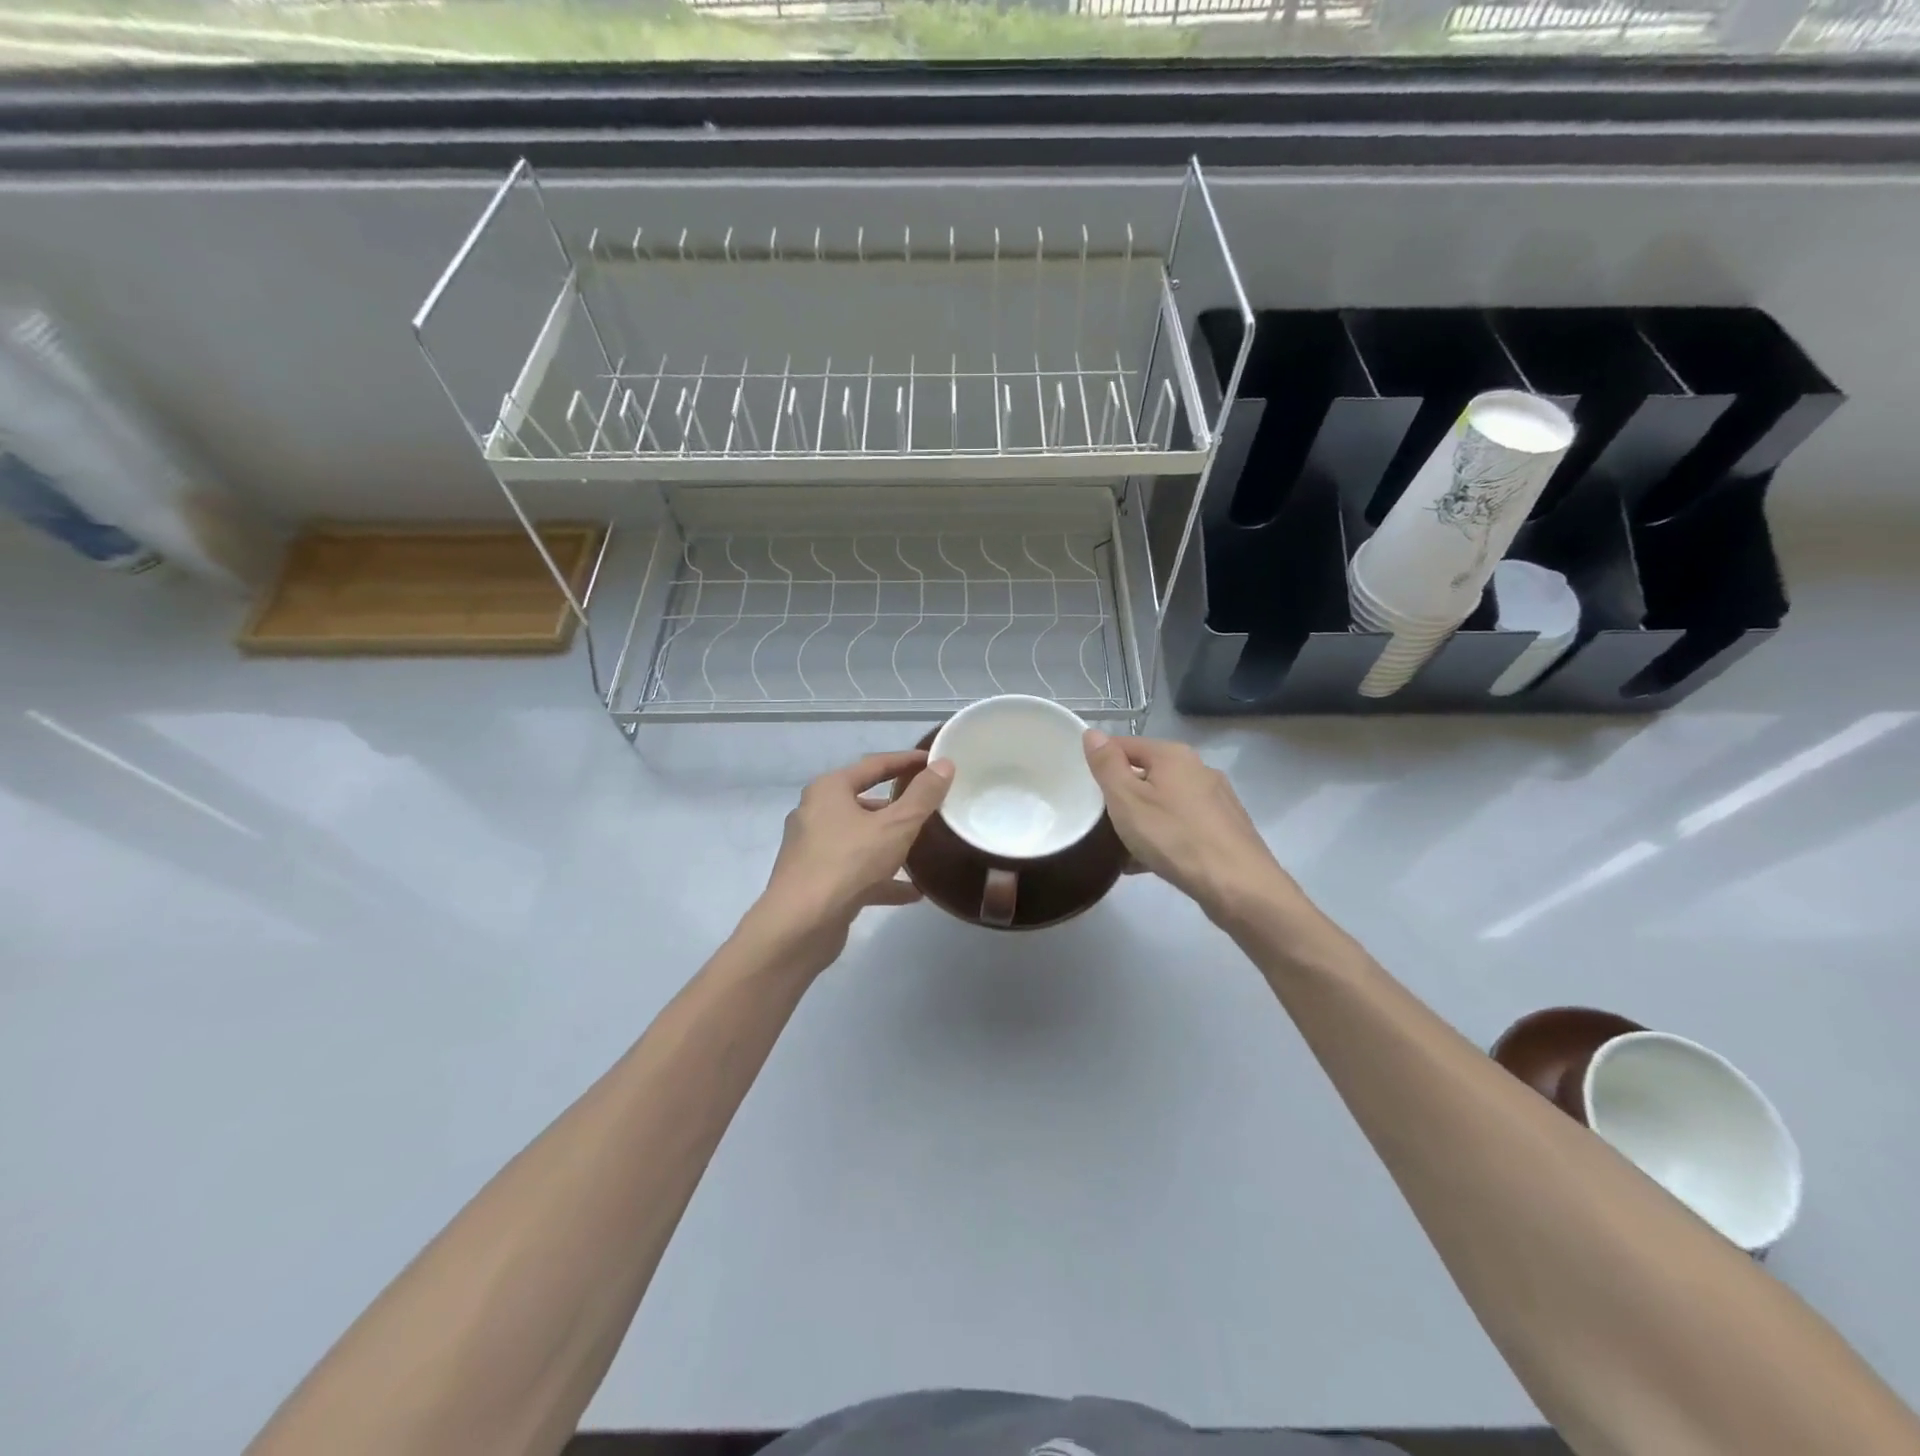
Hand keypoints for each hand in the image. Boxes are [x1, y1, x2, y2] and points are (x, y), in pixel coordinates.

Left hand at [744, 749, 952, 976]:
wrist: (800, 925)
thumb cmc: (848, 863)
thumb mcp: (896, 826)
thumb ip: (922, 796)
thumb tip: (944, 765)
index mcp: (829, 790)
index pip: (874, 765)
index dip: (906, 761)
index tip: (934, 762)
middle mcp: (816, 813)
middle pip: (864, 802)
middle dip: (898, 805)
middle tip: (930, 805)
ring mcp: (814, 849)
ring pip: (861, 839)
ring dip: (890, 843)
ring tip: (924, 847)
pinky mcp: (817, 881)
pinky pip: (857, 871)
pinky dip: (882, 878)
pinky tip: (913, 893)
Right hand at [1083, 731, 1294, 924]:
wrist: (1239, 886)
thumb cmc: (1174, 837)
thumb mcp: (1127, 800)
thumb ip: (1107, 765)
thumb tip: (1093, 733)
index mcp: (1173, 755)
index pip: (1125, 744)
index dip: (1100, 762)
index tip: (1082, 787)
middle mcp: (1198, 769)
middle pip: (1147, 773)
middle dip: (1122, 794)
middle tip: (1099, 820)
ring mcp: (1216, 799)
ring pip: (1165, 802)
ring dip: (1142, 819)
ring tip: (1120, 847)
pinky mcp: (1225, 829)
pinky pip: (1183, 825)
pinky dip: (1164, 837)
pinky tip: (1149, 863)